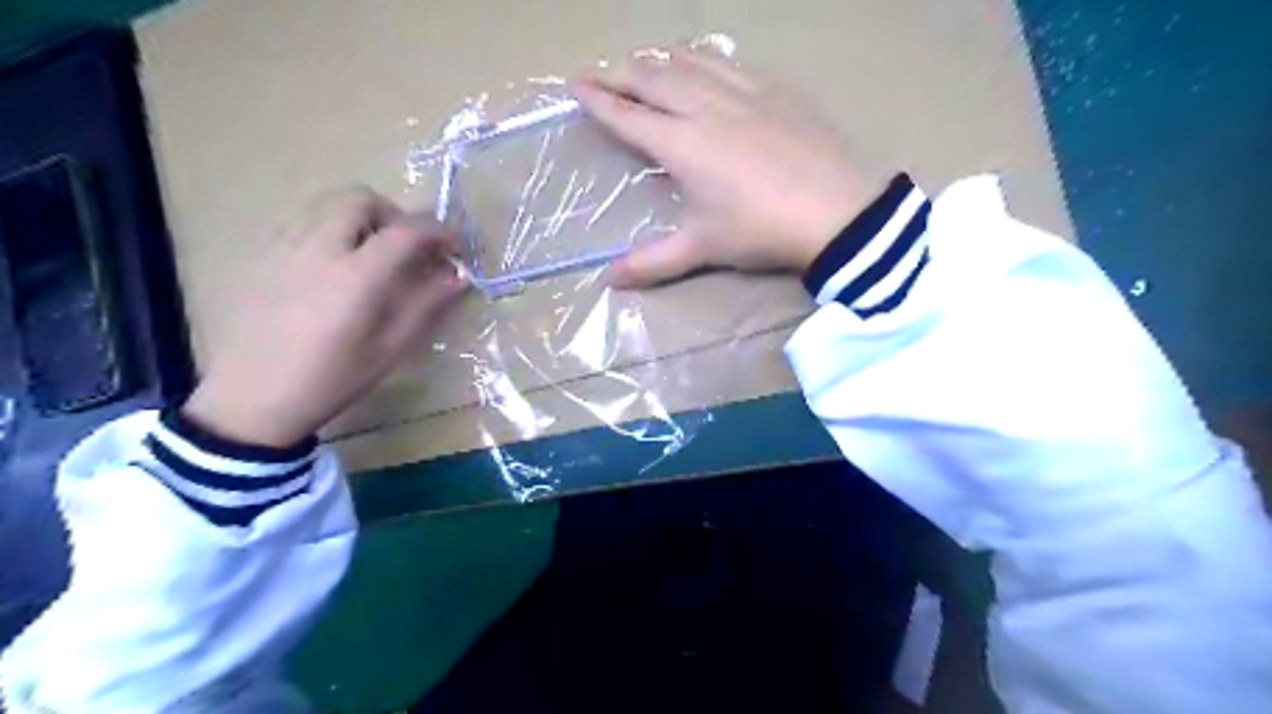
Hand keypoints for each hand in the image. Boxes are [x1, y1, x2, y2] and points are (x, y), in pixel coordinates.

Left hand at [185, 187, 466, 446]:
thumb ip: (426, 306)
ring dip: (361, 218)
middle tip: (409, 246)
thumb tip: (458, 277)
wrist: (251, 399)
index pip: (405, 231)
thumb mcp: (390, 349)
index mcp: (356, 277)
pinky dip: (331, 229)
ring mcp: (284, 248)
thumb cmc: (331, 379)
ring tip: (373, 255)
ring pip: (327, 204)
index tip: (454, 246)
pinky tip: (335, 267)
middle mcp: (318, 249)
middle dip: (394, 214)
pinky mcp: (262, 256)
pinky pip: (302, 222)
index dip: (438, 231)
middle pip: (359, 199)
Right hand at [572, 49, 880, 286]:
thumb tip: (607, 281)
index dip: (598, 99)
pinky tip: (706, 65)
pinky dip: (704, 60)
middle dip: (619, 73)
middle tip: (598, 73)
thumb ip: (652, 262)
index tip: (574, 84)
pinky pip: (729, 63)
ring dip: (659, 60)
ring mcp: (744, 92)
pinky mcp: (776, 90)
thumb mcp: (703, 247)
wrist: (837, 211)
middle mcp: (706, 107)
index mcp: (683, 143)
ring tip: (645, 63)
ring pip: (691, 62)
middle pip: (653, 78)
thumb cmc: (761, 229)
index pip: (628, 115)